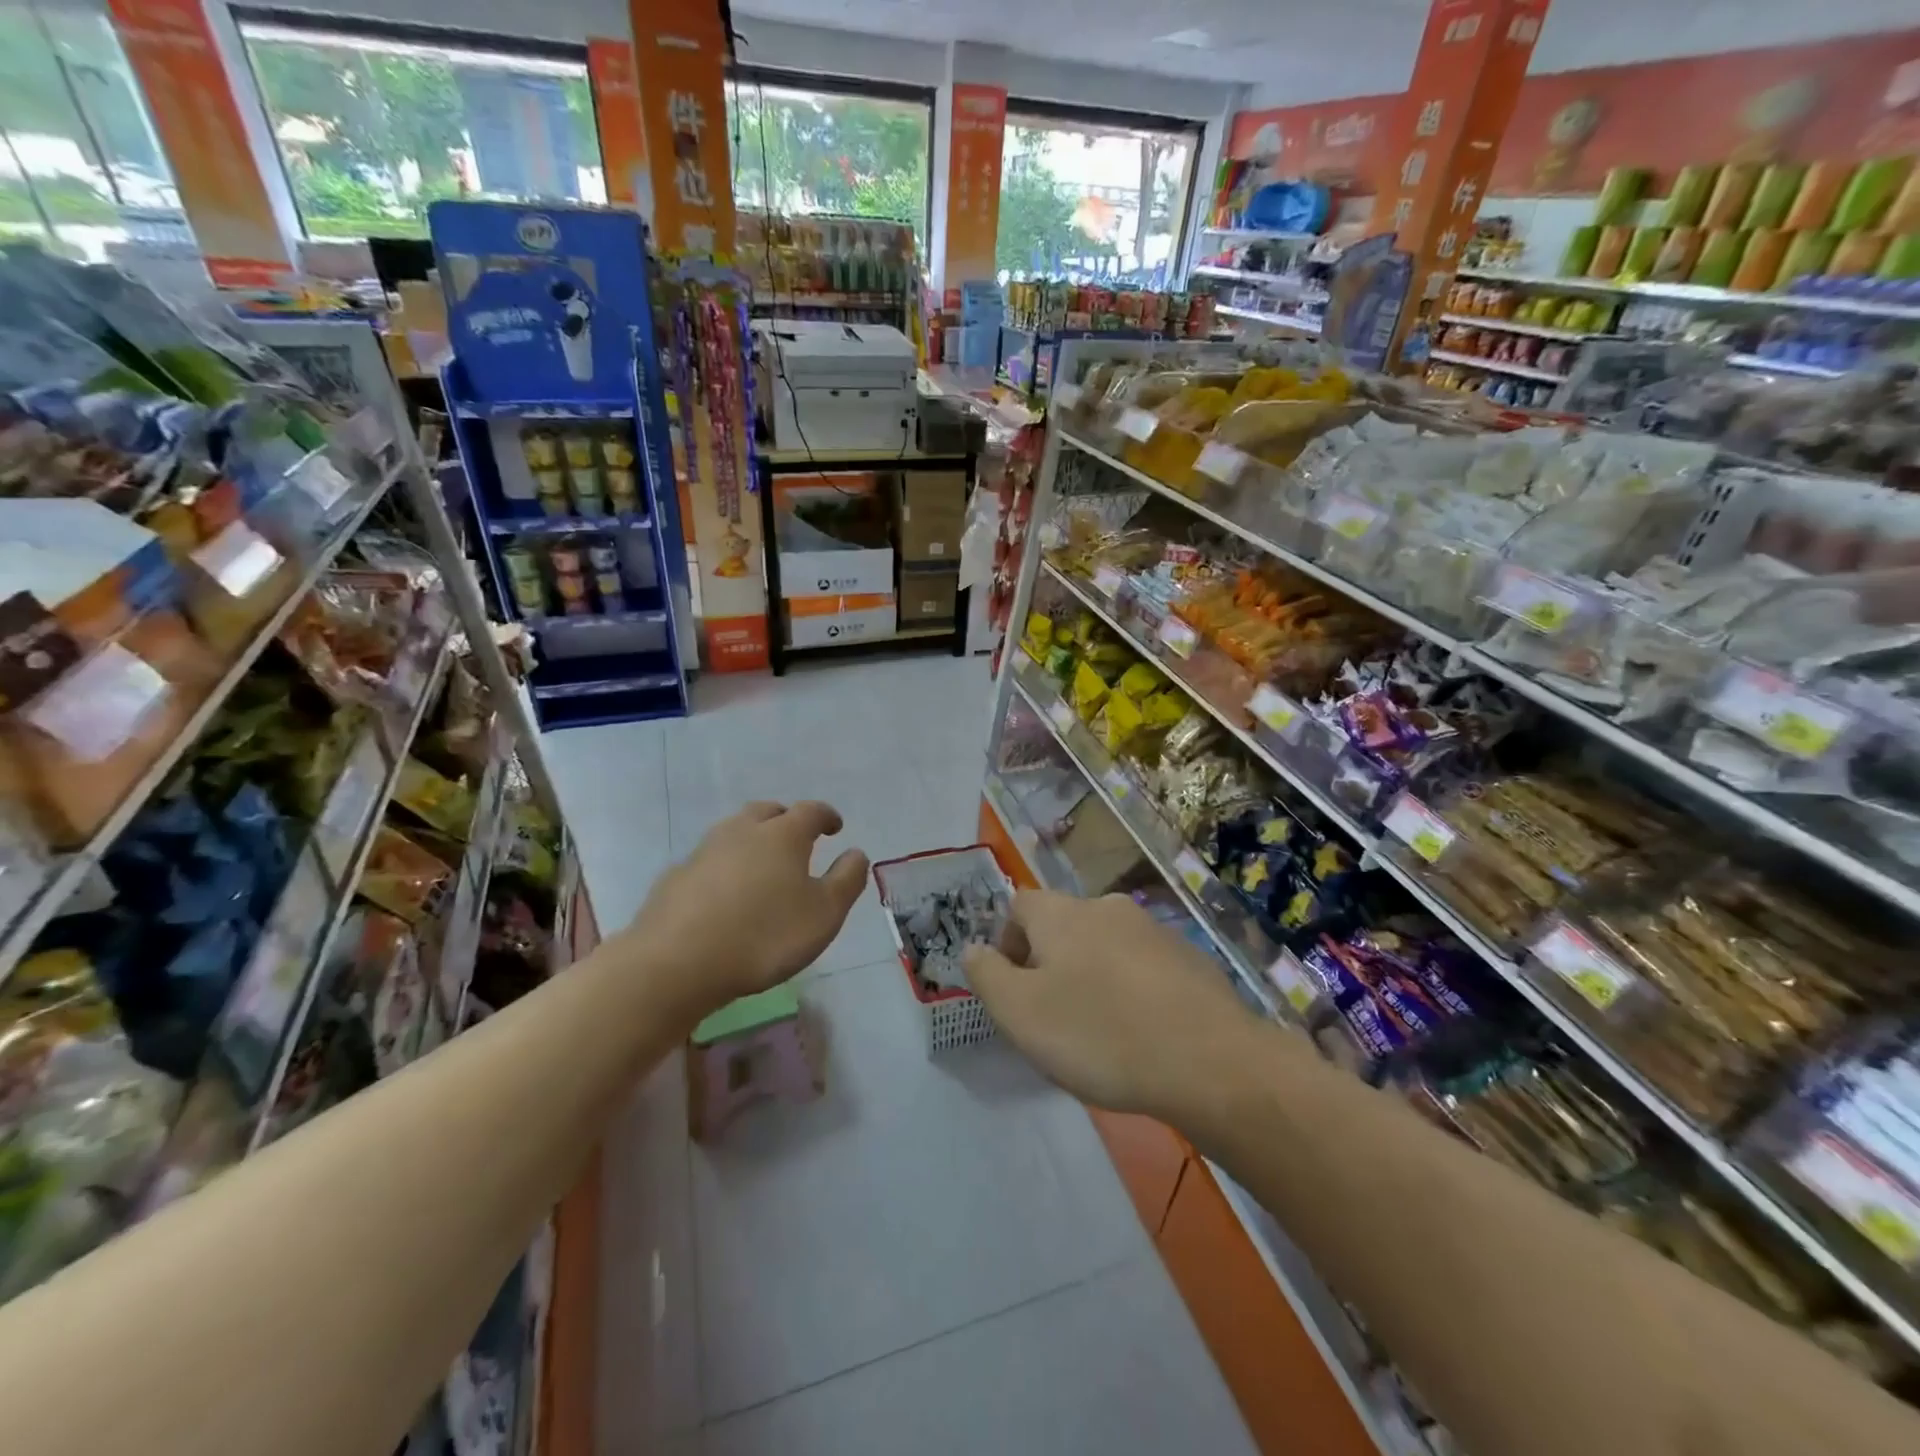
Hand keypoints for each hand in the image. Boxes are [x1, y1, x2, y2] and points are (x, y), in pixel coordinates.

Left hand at [629, 801, 867, 1020]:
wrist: (676, 962)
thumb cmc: (764, 936)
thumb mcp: (824, 914)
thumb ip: (846, 880)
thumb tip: (856, 853)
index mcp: (783, 835)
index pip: (811, 811)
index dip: (826, 816)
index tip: (835, 827)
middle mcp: (742, 831)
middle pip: (767, 812)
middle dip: (785, 819)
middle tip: (797, 840)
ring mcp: (704, 851)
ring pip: (734, 832)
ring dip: (752, 840)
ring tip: (762, 867)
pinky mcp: (675, 877)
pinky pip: (708, 861)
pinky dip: (723, 868)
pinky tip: (724, 894)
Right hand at [963, 890, 1263, 1119]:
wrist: (1210, 1061)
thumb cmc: (1099, 1033)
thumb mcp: (1020, 1013)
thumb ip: (986, 975)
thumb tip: (973, 949)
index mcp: (1062, 913)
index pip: (1019, 906)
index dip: (1007, 943)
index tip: (1014, 989)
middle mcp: (1107, 908)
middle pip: (1063, 925)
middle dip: (1049, 963)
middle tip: (1051, 1016)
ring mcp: (1154, 930)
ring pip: (1105, 946)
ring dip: (1092, 976)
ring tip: (1099, 1031)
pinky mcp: (1190, 959)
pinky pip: (1143, 967)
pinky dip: (1132, 989)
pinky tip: (1143, 1033)